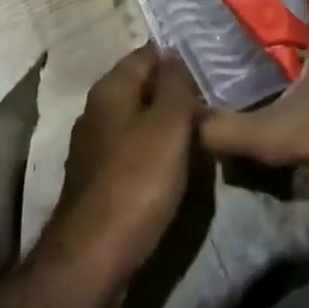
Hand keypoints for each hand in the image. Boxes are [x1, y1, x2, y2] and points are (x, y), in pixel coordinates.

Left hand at [37, 45, 201, 300]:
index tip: (211, 64)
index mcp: (111, 88)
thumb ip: (173, 86)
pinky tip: (177, 162)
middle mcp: (97, 109)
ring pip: (138, 118)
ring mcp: (95, 144)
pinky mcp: (100, 176)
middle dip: (175, 90)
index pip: (147, 54)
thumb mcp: (167, 126)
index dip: (178, 56)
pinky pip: (133, 148)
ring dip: (167, 121)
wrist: (93, 255)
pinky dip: (155, 149)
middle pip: (141, 86)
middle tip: (215, 98)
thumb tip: (172, 52)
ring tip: (204, 128)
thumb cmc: (137, 181)